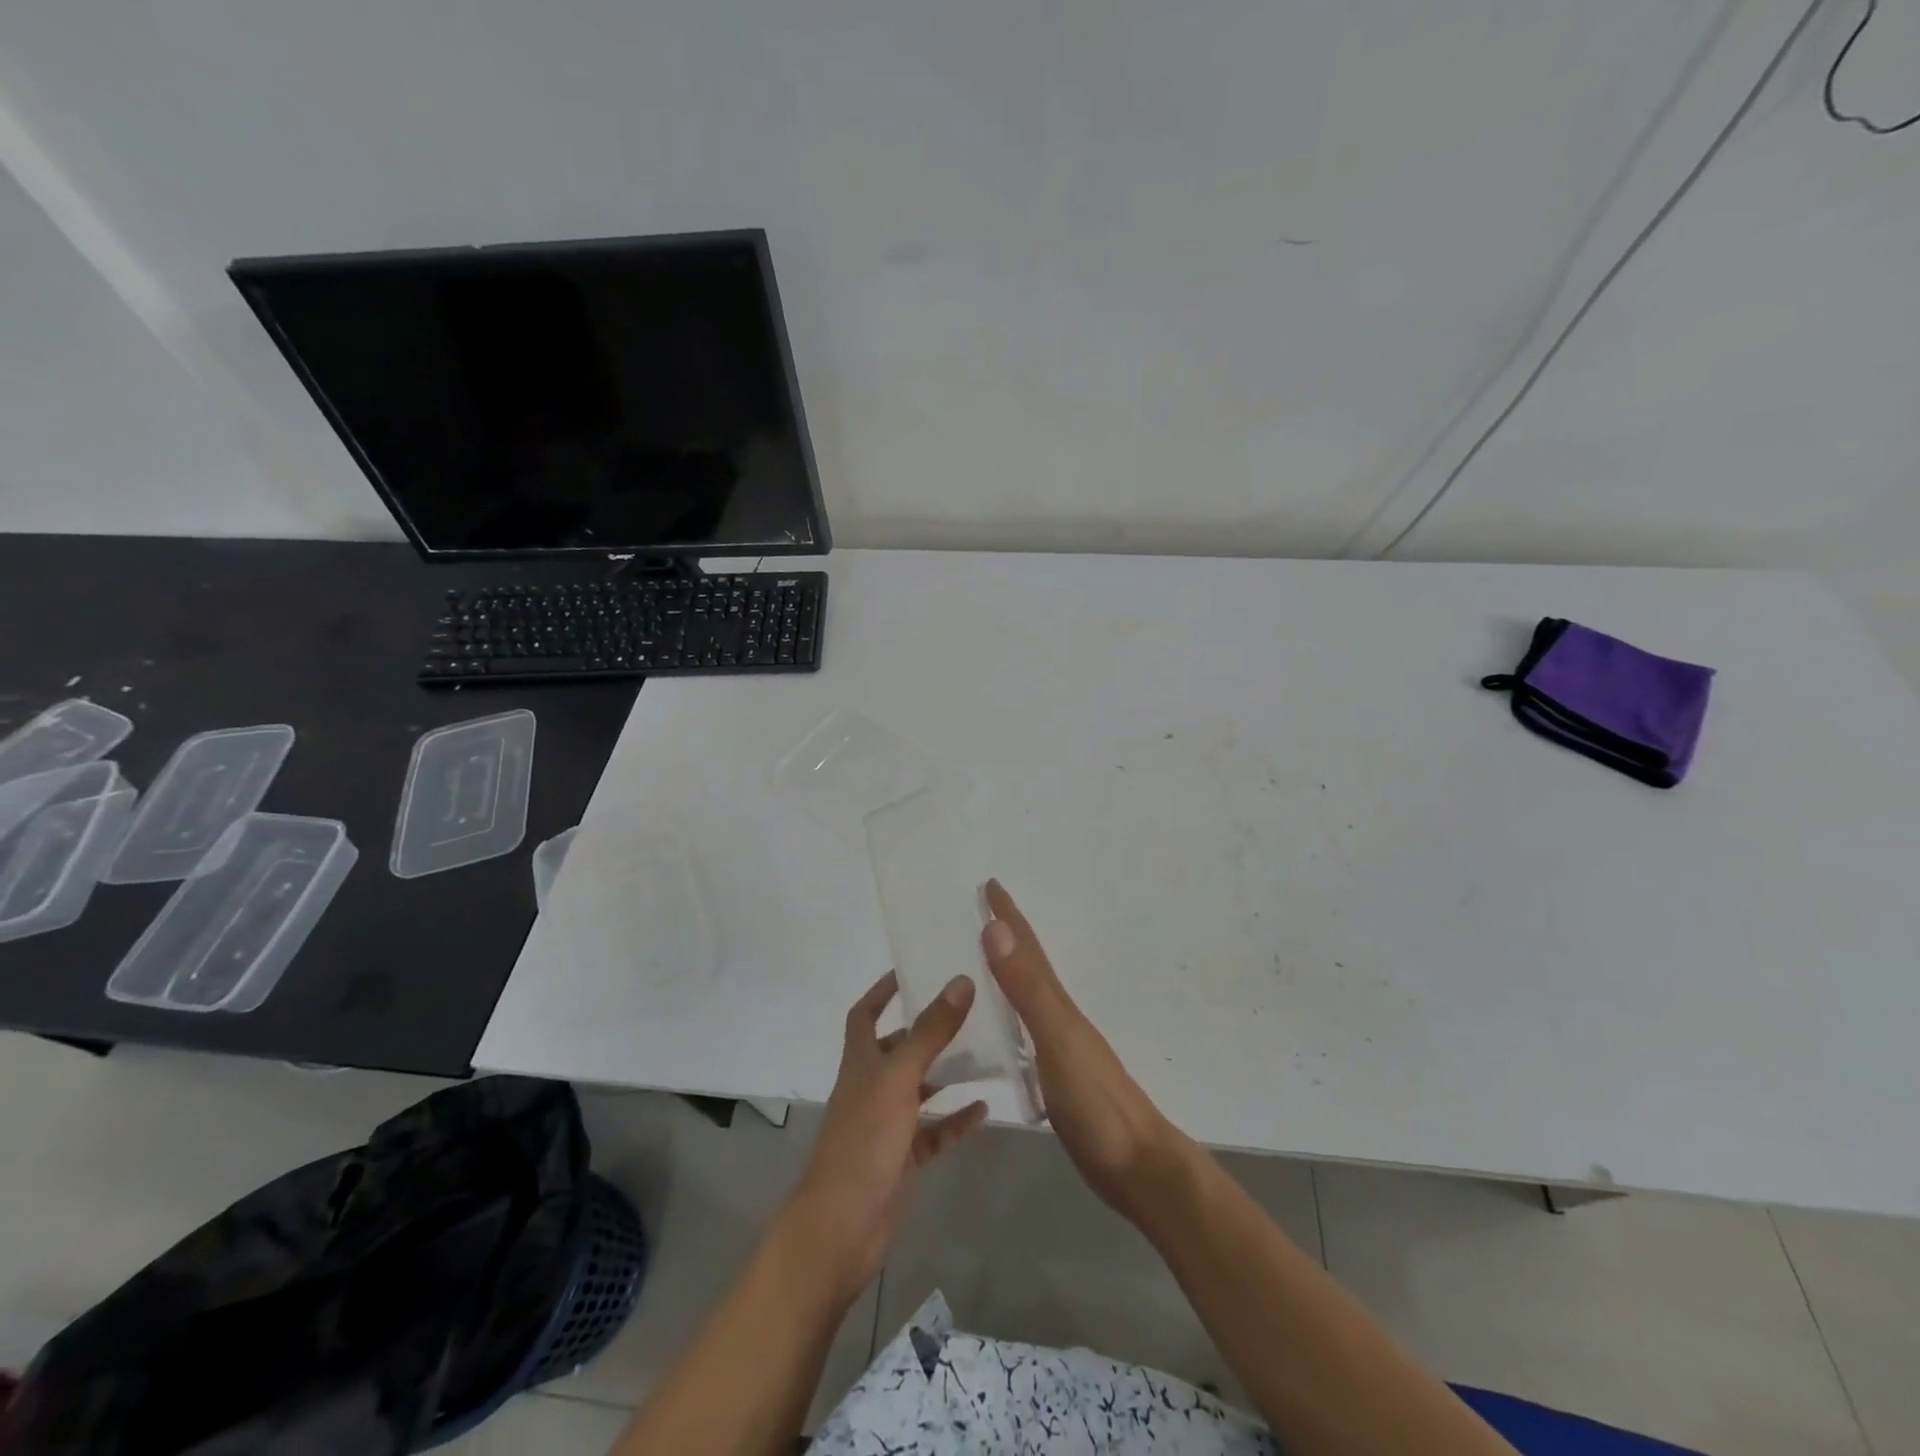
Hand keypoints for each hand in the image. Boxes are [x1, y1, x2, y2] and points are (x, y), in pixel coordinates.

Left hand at [783, 970, 988, 1302]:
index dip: (882, 991)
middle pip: (899, 1049)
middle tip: (967, 1009)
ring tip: (986, 1052)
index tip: (910, 971)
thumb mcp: (899, 1078)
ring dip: (947, 1073)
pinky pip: (935, 1131)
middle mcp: (872, 1086)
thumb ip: (931, 1032)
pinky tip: (985, 1108)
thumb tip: (961, 981)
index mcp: (861, 1061)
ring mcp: (888, 1123)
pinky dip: (956, 1119)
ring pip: (921, 1089)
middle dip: (926, 1029)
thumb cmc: (864, 1140)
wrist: (843, 1226)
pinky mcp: (904, 1157)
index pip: (865, 1014)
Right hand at [982, 880, 1185, 1223]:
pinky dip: (1010, 1017)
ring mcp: (1061, 1049)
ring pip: (1028, 998)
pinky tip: (1001, 1030)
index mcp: (1058, 1005)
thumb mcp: (1058, 1041)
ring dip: (1008, 973)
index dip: (1008, 915)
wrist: (1138, 1168)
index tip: (989, 884)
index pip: (1027, 949)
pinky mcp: (1058, 1079)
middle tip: (980, 912)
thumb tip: (996, 929)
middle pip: (1029, 966)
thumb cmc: (1097, 1103)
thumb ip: (1028, 989)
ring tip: (982, 961)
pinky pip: (1026, 1032)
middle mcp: (1060, 1018)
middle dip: (1007, 936)